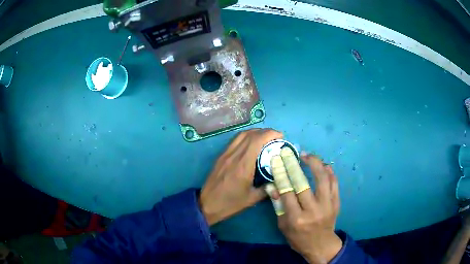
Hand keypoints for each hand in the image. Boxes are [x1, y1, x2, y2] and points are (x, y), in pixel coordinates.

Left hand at [199, 129, 282, 225]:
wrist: (207, 204)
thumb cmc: (230, 203)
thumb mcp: (252, 198)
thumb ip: (268, 188)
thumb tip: (279, 181)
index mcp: (243, 164)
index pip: (257, 140)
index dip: (270, 134)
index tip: (280, 136)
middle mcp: (234, 155)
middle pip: (250, 134)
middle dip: (265, 132)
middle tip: (276, 137)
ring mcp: (225, 154)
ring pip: (241, 135)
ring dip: (255, 133)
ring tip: (265, 138)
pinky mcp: (221, 156)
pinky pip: (235, 140)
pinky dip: (245, 137)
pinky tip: (251, 144)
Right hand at [270, 151, 341, 263]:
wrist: (321, 245)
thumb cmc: (298, 238)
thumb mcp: (283, 226)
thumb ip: (278, 205)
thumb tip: (272, 186)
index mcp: (296, 218)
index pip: (287, 192)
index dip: (281, 175)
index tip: (277, 161)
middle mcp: (313, 211)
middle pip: (303, 184)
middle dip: (294, 166)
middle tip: (289, 153)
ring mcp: (327, 206)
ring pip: (322, 180)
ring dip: (315, 164)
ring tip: (307, 155)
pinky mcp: (336, 203)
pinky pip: (335, 184)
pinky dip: (330, 172)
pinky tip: (324, 165)